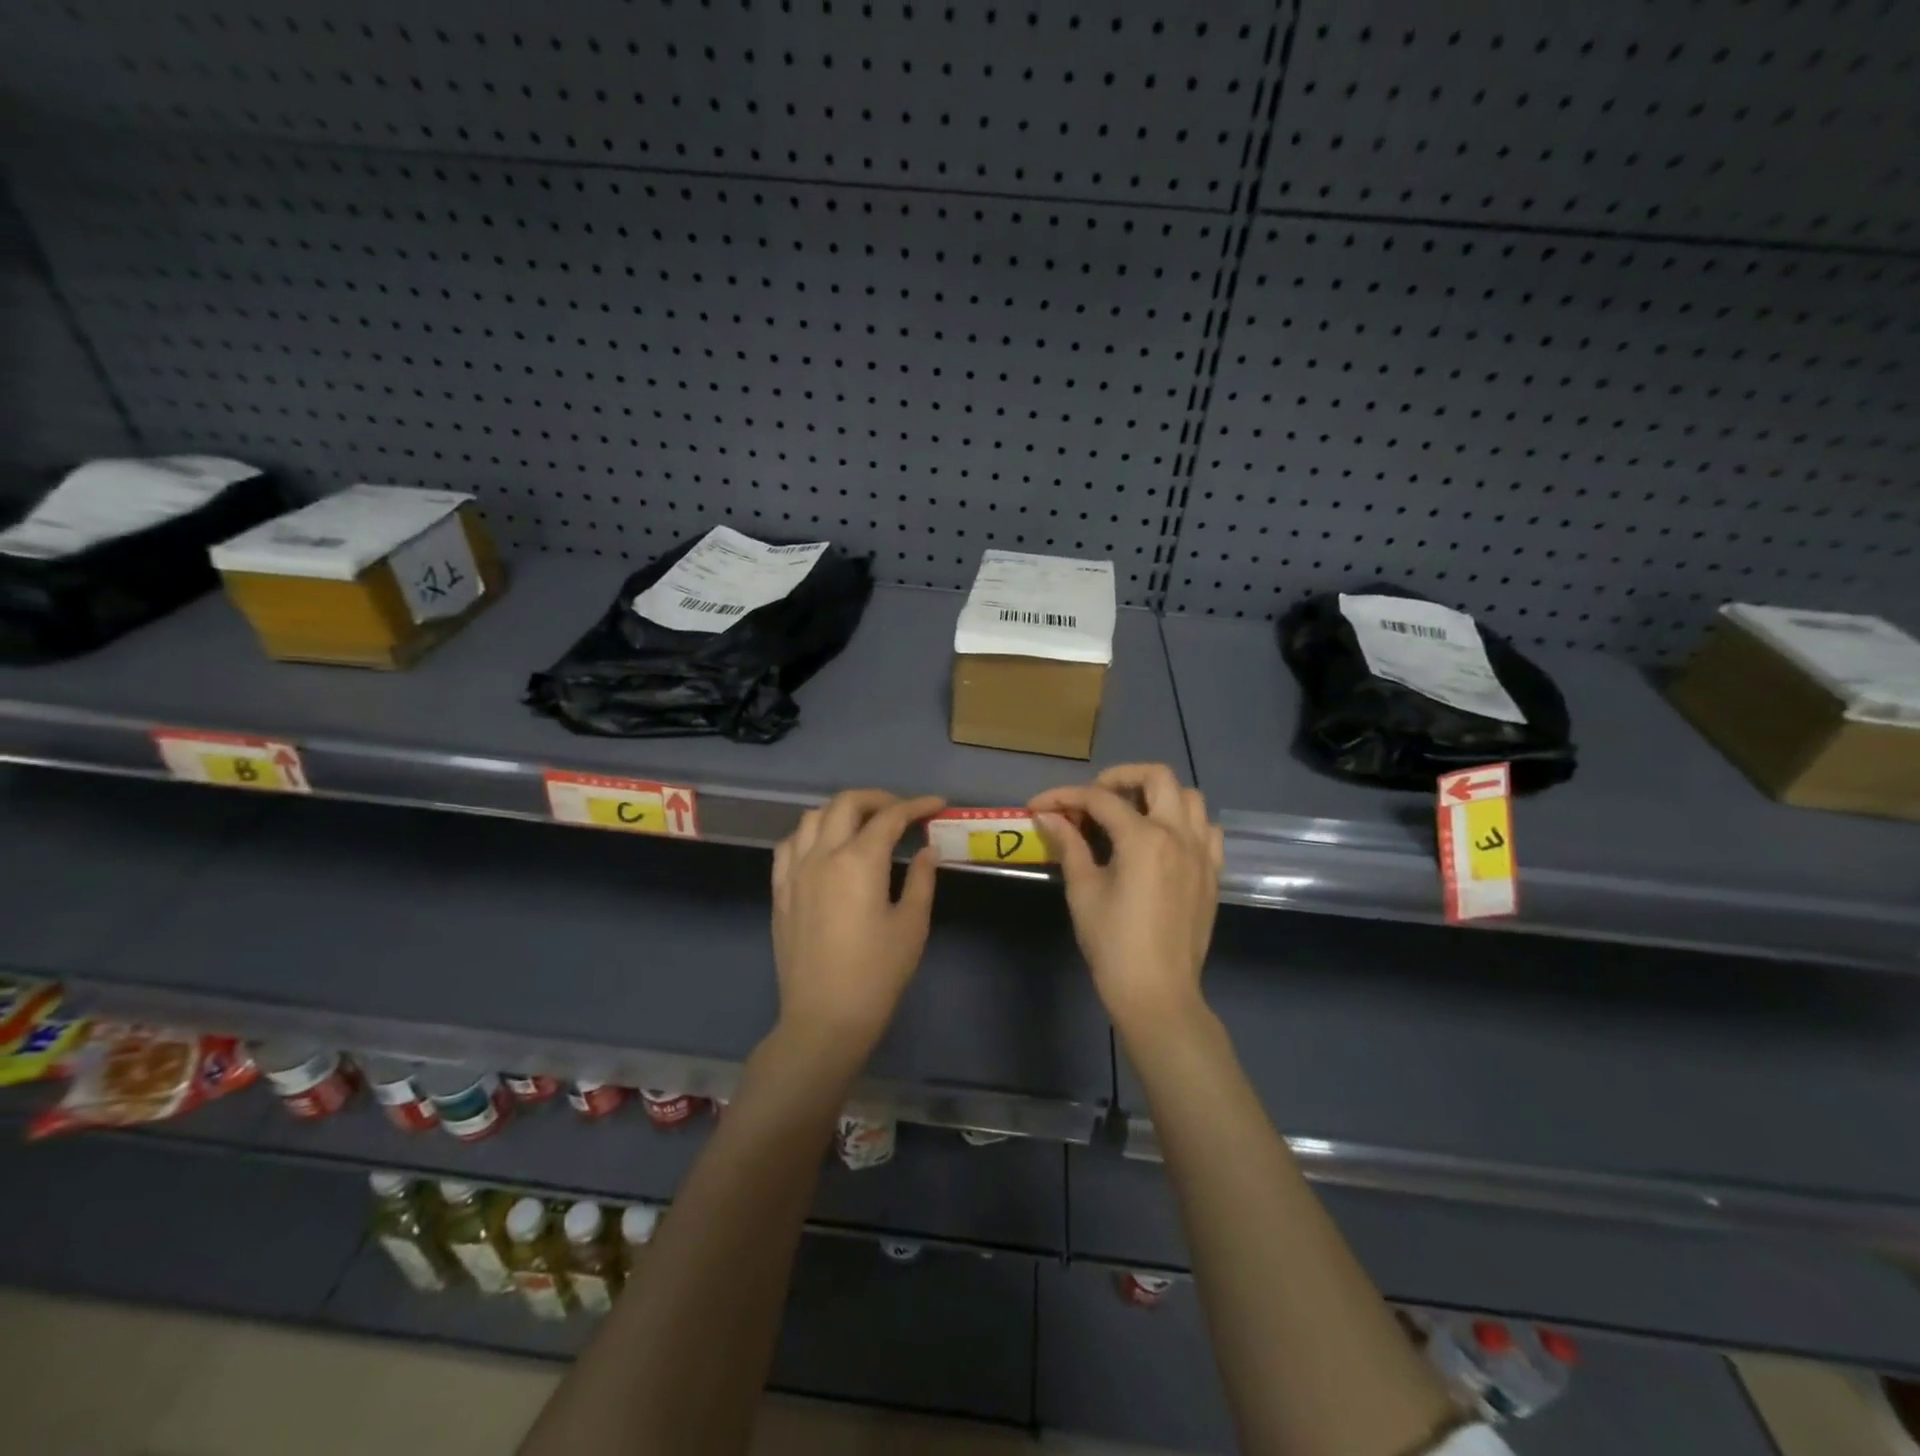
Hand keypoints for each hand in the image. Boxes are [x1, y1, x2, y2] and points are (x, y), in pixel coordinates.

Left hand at [771, 789, 944, 1054]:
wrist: (824, 1019)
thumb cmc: (876, 974)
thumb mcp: (911, 926)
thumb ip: (921, 879)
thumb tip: (927, 850)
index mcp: (858, 861)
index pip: (890, 817)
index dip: (916, 805)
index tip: (937, 804)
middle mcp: (822, 855)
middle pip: (846, 804)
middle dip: (878, 799)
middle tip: (902, 812)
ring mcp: (795, 871)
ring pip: (813, 817)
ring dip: (842, 811)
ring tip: (864, 825)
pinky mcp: (780, 891)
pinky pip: (789, 844)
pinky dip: (811, 833)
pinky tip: (825, 847)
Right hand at [1030, 764, 1223, 1037]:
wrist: (1158, 993)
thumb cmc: (1113, 944)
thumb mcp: (1084, 891)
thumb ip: (1069, 845)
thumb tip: (1049, 817)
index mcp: (1144, 838)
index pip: (1099, 799)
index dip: (1064, 796)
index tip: (1038, 805)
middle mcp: (1178, 834)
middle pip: (1157, 776)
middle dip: (1119, 777)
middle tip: (1093, 796)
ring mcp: (1202, 852)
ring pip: (1189, 797)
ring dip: (1157, 794)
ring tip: (1129, 812)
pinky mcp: (1212, 873)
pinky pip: (1206, 829)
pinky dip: (1184, 821)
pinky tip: (1162, 839)